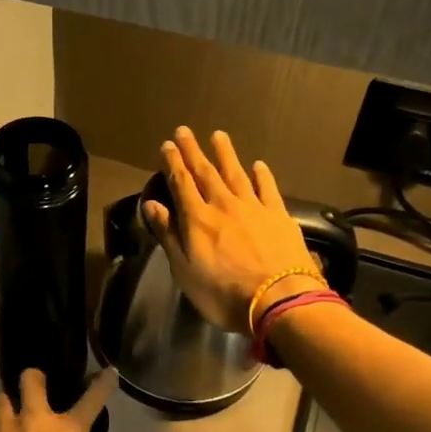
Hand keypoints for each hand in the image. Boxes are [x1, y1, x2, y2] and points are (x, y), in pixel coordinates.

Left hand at [0, 366, 132, 431]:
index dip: (102, 384)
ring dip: (6, 407)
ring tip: (8, 419)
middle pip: (30, 380)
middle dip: (33, 378)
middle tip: (36, 386)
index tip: (108, 372)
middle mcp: (33, 421)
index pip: (91, 400)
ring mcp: (2, 431)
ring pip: (0, 400)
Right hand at [143, 127, 320, 335]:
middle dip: (193, 151)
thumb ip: (169, 235)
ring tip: (218, 135)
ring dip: (226, 154)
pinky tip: (258, 165)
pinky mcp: (279, 216)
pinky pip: (267, 188)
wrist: (278, 299)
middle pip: (206, 173)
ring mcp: (254, 208)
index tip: (167, 145)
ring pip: (236, 174)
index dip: (173, 163)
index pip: (181, 184)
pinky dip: (262, 175)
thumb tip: (151, 204)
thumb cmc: (223, 293)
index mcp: (197, 220)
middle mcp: (223, 205)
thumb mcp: (185, 271)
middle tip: (184, 131)